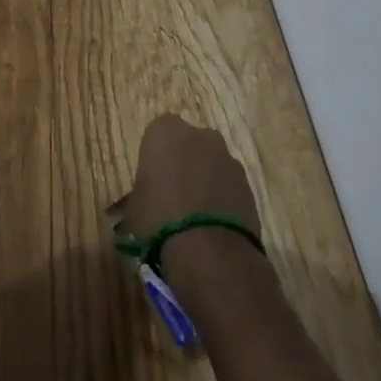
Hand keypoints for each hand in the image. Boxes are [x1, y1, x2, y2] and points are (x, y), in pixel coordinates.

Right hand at [122, 114, 260, 248]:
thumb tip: (135, 207)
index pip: (157, 134)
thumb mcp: (133, 207)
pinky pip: (228, 184)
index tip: (151, 180)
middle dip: (183, 163)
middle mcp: (198, 135)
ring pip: (210, 164)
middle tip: (173, 194)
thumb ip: (137, 196)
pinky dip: (222, 198)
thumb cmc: (159, 217)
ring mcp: (227, 157)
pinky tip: (213, 224)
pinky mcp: (247, 184)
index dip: (155, 157)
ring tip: (195, 215)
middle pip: (188, 144)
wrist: (209, 249)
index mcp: (164, 130)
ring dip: (204, 180)